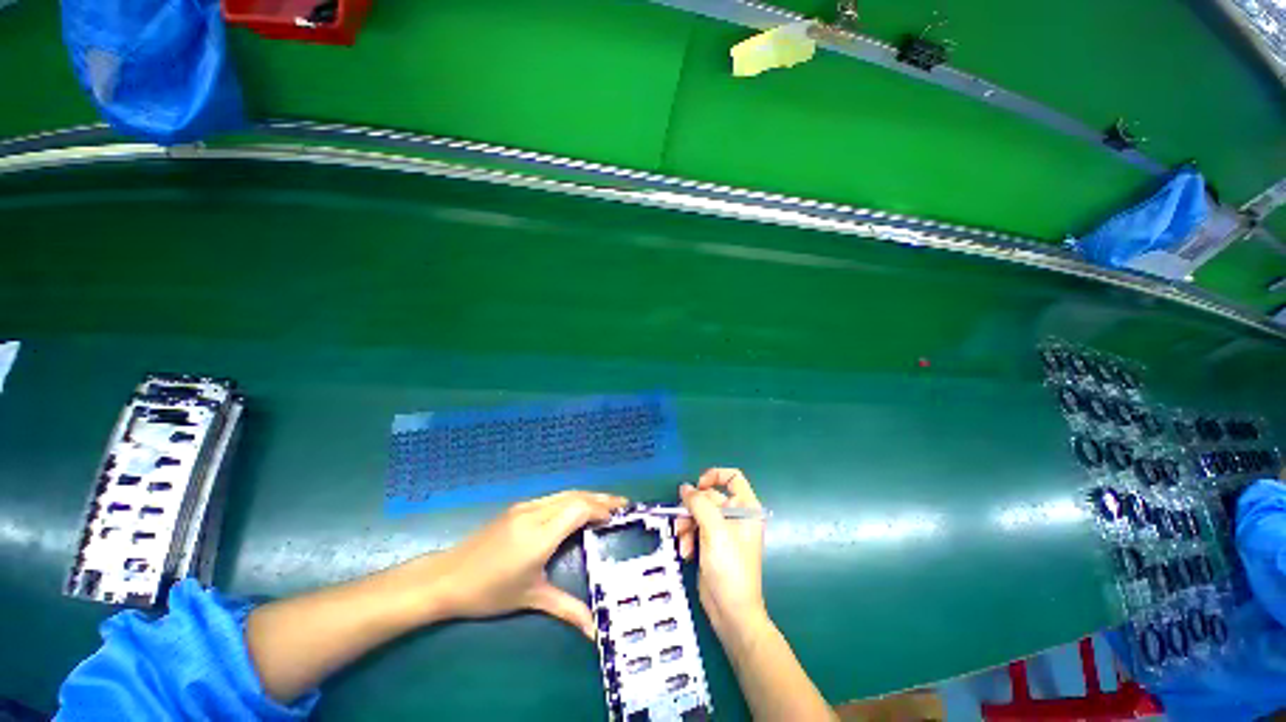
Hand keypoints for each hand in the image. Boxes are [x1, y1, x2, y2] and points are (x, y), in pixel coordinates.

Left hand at [433, 490, 626, 638]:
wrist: (446, 577)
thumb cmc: (489, 592)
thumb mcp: (530, 598)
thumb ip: (565, 609)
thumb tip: (593, 630)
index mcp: (539, 536)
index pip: (578, 509)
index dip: (600, 509)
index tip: (618, 516)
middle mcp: (535, 514)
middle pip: (575, 495)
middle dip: (601, 497)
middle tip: (622, 503)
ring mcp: (525, 507)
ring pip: (564, 493)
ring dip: (587, 496)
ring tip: (606, 504)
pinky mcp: (518, 507)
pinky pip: (553, 497)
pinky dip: (572, 499)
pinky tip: (577, 507)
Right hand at [675, 468, 766, 634]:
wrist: (731, 612)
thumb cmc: (730, 567)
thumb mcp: (714, 531)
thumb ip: (699, 504)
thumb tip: (685, 488)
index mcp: (746, 508)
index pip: (733, 477)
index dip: (714, 476)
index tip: (698, 487)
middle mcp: (735, 516)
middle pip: (709, 497)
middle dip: (692, 509)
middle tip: (681, 522)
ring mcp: (723, 531)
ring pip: (698, 513)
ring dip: (686, 525)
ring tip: (682, 542)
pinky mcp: (712, 544)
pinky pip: (695, 529)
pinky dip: (688, 537)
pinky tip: (686, 552)